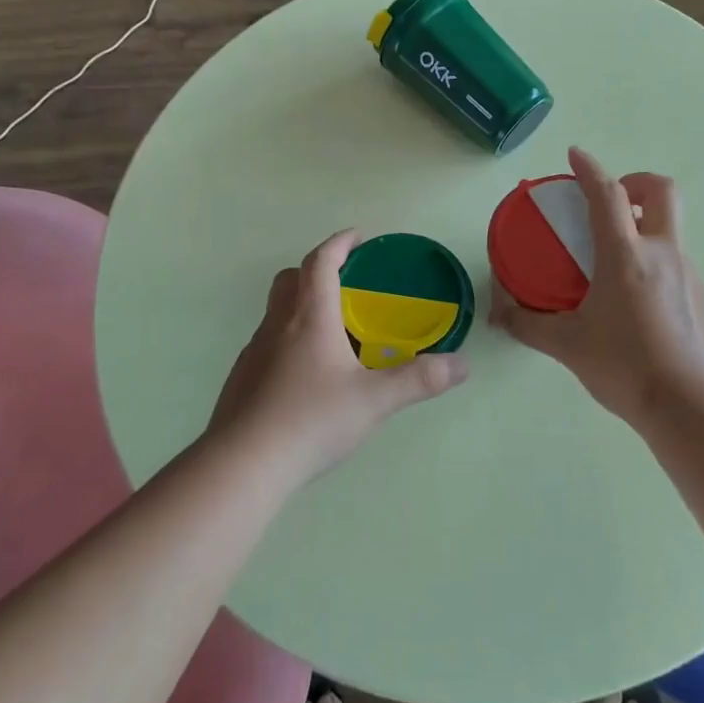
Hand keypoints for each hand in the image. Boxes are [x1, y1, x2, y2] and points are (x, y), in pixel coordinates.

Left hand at [208, 230, 469, 482]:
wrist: (243, 464)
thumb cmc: (311, 419)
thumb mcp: (374, 400)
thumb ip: (418, 380)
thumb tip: (461, 364)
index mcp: (310, 318)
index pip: (321, 262)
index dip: (340, 244)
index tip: (358, 237)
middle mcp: (277, 325)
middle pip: (291, 279)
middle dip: (317, 270)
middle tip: (346, 284)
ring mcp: (254, 352)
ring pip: (277, 312)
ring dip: (302, 307)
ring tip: (333, 334)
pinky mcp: (242, 378)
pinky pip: (268, 343)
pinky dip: (289, 341)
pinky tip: (307, 376)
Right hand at [490, 147, 703, 426]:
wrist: (691, 406)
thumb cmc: (625, 367)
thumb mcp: (568, 345)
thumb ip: (529, 325)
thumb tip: (499, 315)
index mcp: (626, 256)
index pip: (607, 195)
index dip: (589, 168)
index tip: (575, 154)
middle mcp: (662, 253)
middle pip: (661, 190)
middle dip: (636, 182)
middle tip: (610, 201)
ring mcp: (687, 273)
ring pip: (670, 226)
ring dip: (644, 222)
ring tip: (613, 255)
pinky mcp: (699, 296)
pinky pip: (675, 258)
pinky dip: (653, 256)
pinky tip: (634, 295)